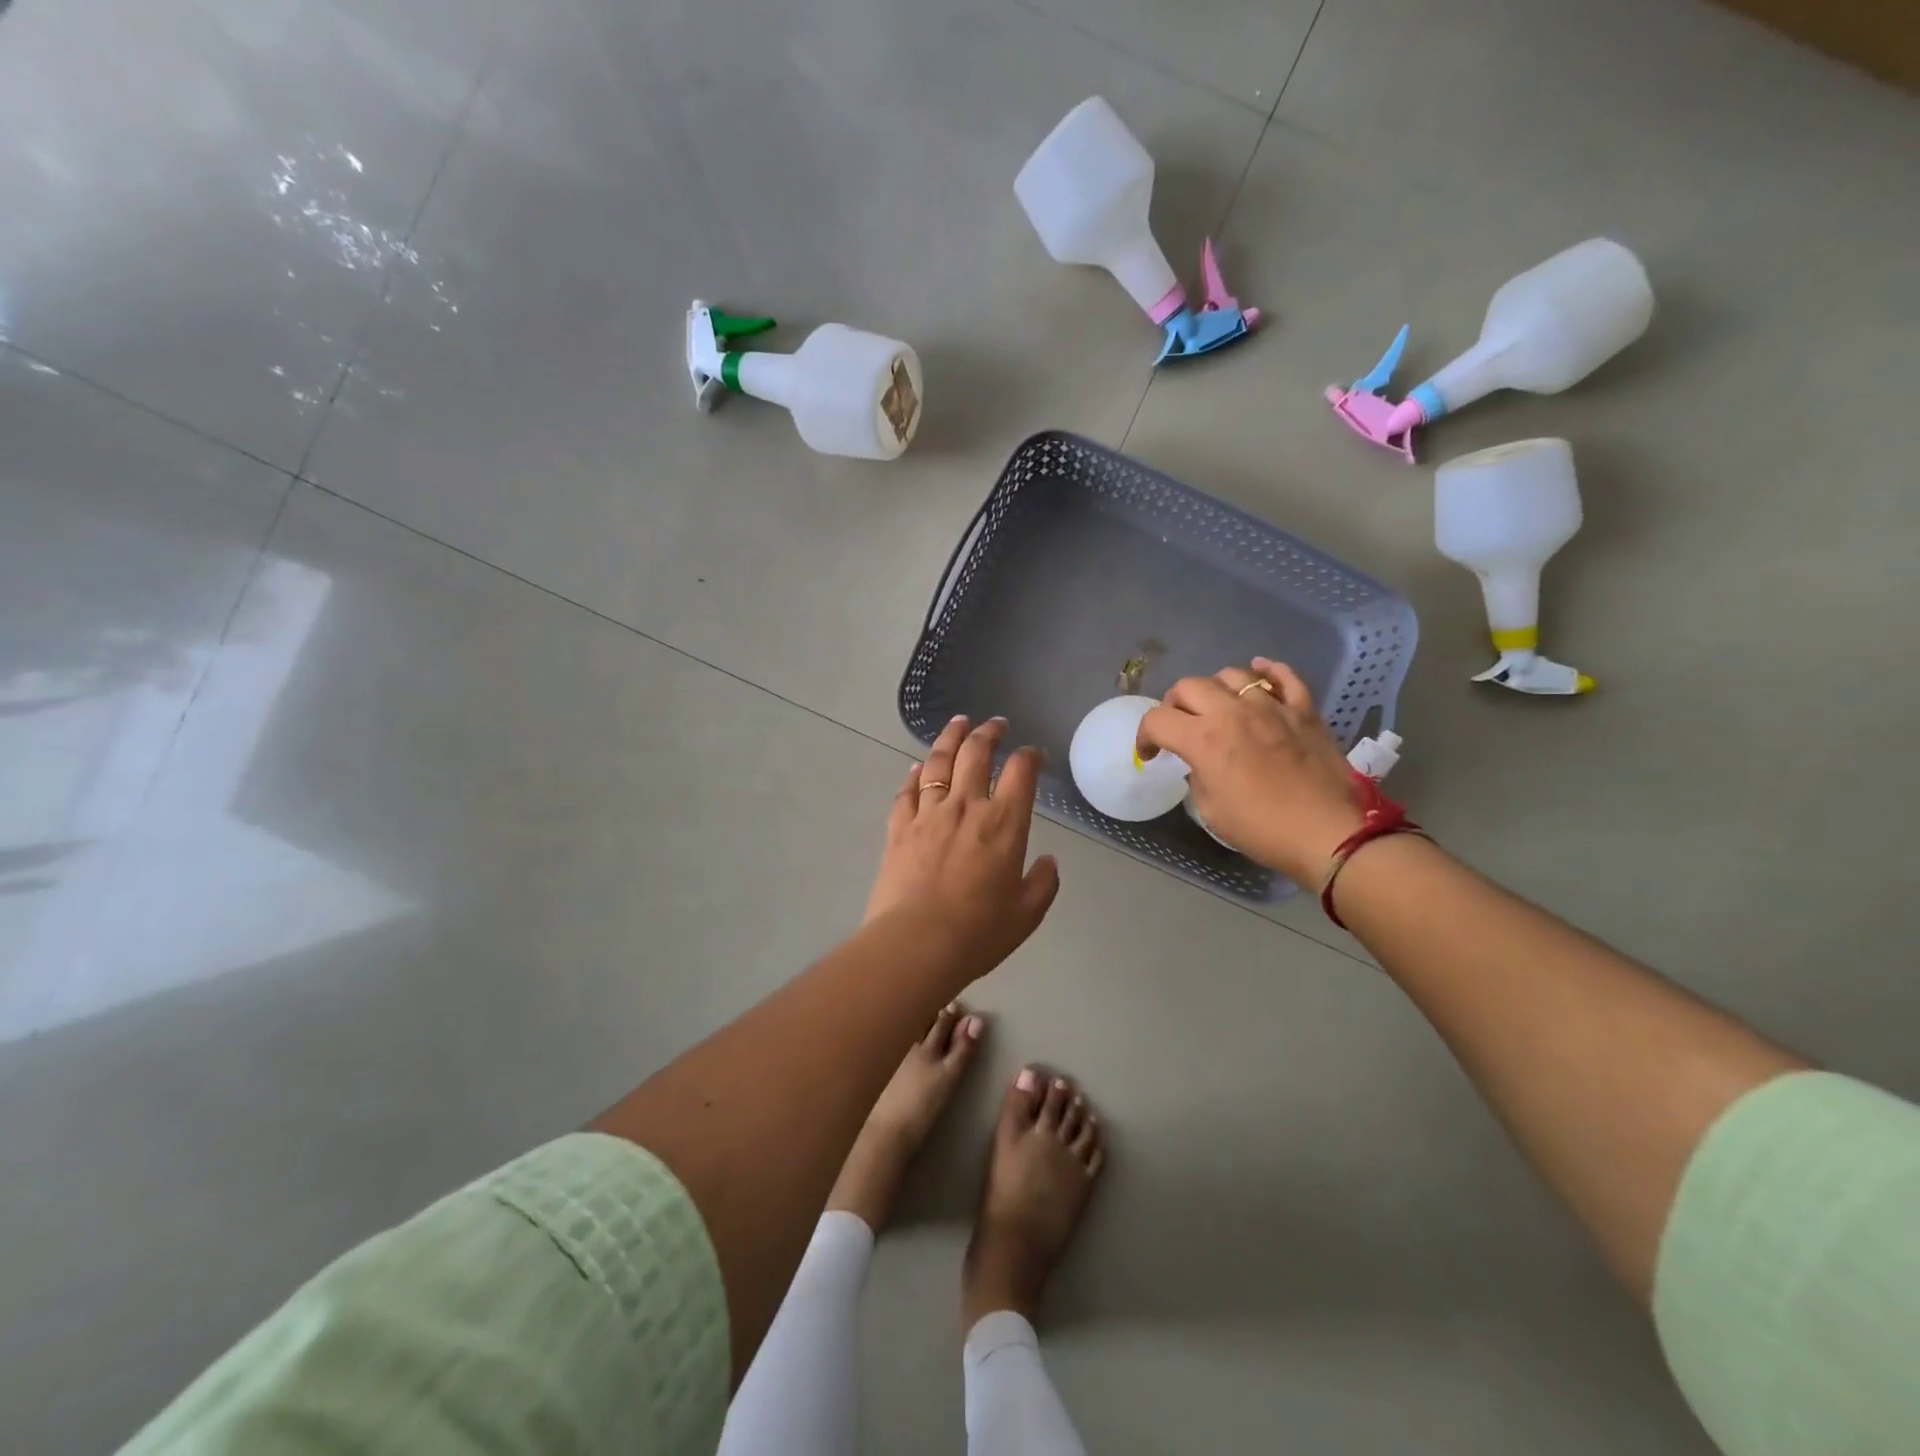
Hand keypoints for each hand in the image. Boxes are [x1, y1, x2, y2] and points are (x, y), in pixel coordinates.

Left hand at [865, 716, 1060, 976]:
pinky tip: (917, 768)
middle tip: (994, 723)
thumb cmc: (978, 932)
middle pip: (976, 754)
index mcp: (1004, 823)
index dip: (1029, 756)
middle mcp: (966, 807)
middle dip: (988, 732)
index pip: (1021, 772)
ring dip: (950, 738)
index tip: (1033, 753)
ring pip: (939, 763)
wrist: (916, 944)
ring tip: (958, 723)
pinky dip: (914, 775)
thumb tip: (1048, 861)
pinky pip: (907, 792)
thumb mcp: (1026, 914)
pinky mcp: (899, 828)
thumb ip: (1043, 883)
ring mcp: (928, 814)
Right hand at [1137, 659, 1365, 884]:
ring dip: (1215, 688)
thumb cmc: (1263, 829)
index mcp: (1203, 740)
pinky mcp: (1303, 709)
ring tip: (1218, 706)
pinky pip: (1283, 675)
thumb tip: (1201, 763)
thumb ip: (1198, 777)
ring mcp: (1271, 706)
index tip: (1151, 754)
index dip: (1145, 736)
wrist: (1330, 833)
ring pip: (1232, 674)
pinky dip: (1267, 671)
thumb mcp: (1212, 811)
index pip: (1157, 719)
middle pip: (1188, 686)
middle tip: (1180, 727)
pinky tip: (1259, 674)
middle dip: (1175, 705)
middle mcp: (1232, 712)